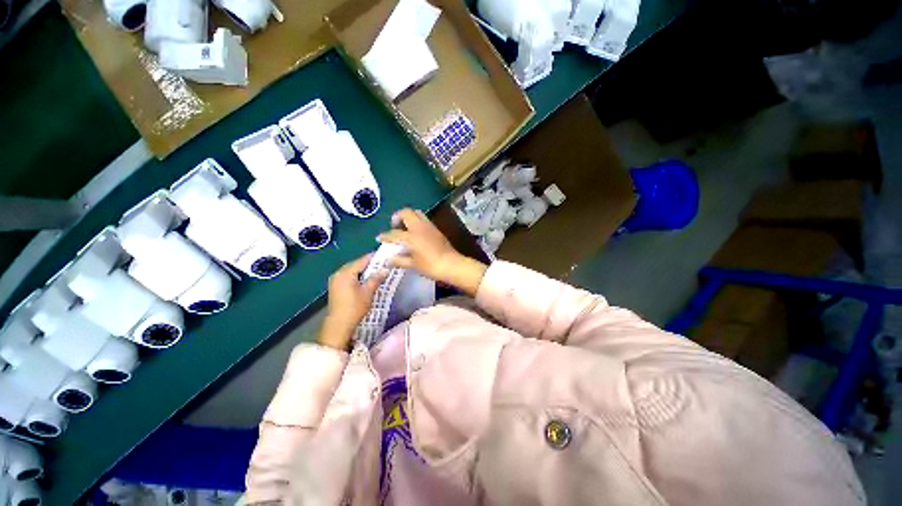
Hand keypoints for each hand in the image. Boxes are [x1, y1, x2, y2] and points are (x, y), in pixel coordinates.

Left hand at [319, 254, 386, 350]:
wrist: (339, 325)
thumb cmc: (355, 307)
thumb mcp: (368, 292)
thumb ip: (376, 278)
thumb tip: (385, 269)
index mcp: (345, 273)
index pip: (362, 260)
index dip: (374, 258)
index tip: (385, 256)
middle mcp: (338, 273)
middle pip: (356, 264)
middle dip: (369, 264)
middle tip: (382, 264)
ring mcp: (335, 280)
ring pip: (352, 270)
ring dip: (363, 270)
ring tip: (376, 271)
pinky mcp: (335, 287)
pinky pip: (348, 276)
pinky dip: (357, 276)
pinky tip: (366, 279)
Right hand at [377, 209, 486, 295]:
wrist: (452, 265)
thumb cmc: (431, 266)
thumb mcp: (413, 265)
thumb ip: (399, 260)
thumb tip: (388, 259)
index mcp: (411, 237)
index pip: (394, 234)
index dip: (385, 236)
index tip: (379, 238)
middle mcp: (419, 227)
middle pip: (406, 212)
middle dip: (397, 217)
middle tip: (394, 226)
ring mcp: (429, 226)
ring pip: (417, 213)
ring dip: (408, 216)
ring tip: (405, 227)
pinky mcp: (436, 229)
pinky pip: (424, 219)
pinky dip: (416, 221)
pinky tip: (416, 232)